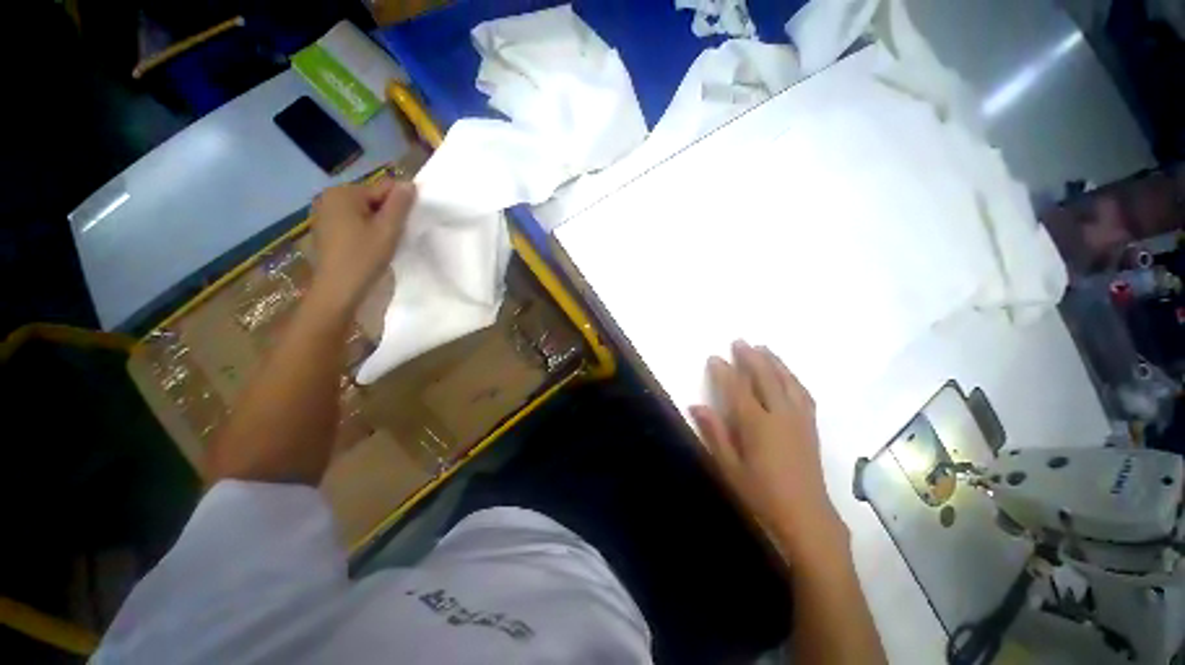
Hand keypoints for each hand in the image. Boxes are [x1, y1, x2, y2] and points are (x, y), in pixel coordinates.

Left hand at [308, 178, 415, 313]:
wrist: (338, 290)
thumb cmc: (364, 257)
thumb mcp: (388, 229)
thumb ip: (400, 204)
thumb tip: (409, 183)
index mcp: (343, 193)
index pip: (383, 188)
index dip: (399, 206)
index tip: (404, 226)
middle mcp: (329, 197)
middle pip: (372, 199)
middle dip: (386, 215)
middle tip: (393, 237)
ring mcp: (323, 214)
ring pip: (362, 212)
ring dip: (376, 224)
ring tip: (382, 244)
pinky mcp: (323, 230)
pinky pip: (351, 222)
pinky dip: (363, 231)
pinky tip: (367, 247)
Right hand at [691, 341, 847, 564]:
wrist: (807, 518)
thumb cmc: (761, 495)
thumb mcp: (729, 468)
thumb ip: (714, 433)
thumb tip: (696, 406)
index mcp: (756, 425)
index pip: (737, 389)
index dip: (724, 371)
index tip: (714, 357)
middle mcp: (779, 415)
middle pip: (765, 377)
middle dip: (751, 357)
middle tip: (739, 341)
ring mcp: (799, 419)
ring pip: (786, 381)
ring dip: (774, 361)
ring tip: (764, 347)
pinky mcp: (811, 426)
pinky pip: (803, 393)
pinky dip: (793, 377)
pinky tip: (788, 374)